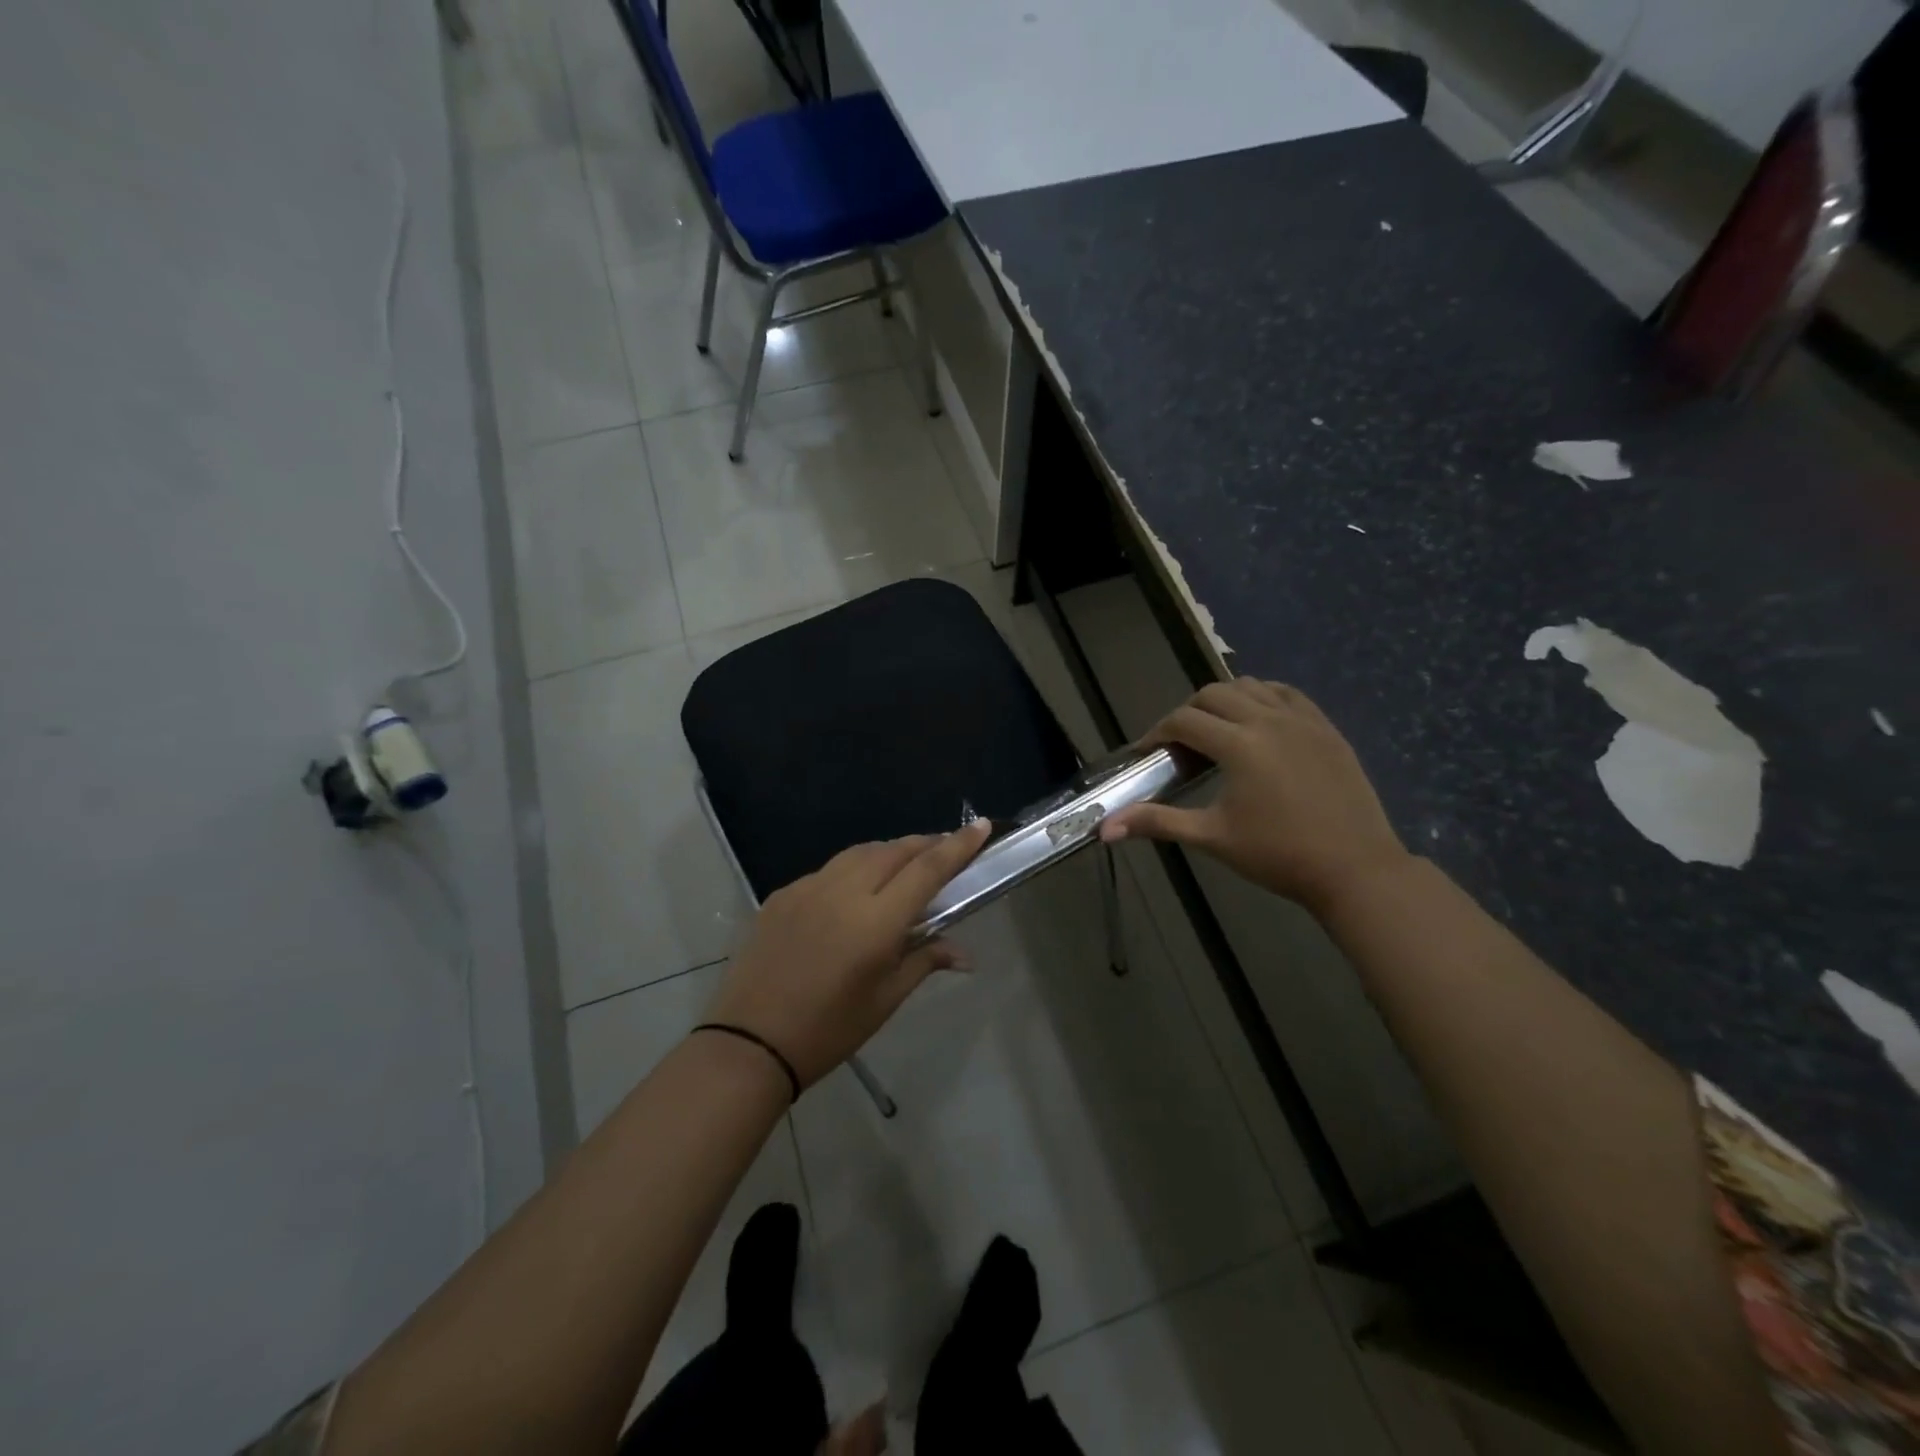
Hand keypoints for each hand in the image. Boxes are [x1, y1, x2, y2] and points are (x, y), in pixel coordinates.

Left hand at [705, 821, 992, 1090]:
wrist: (749, 1042)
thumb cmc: (828, 1030)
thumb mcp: (885, 1000)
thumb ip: (925, 961)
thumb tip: (965, 954)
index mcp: (876, 921)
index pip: (928, 869)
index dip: (958, 845)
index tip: (981, 825)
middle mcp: (844, 891)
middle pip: (894, 850)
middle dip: (925, 844)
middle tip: (945, 849)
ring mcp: (808, 888)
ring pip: (860, 853)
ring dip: (890, 852)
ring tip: (905, 864)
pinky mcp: (782, 894)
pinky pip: (828, 870)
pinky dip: (853, 870)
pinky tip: (855, 891)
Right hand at [1100, 680, 1409, 916]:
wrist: (1354, 869)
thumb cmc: (1278, 855)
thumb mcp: (1212, 837)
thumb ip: (1157, 823)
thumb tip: (1104, 829)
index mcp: (1239, 744)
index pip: (1183, 720)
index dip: (1157, 733)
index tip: (1147, 754)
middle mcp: (1268, 720)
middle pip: (1213, 694)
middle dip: (1187, 713)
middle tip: (1180, 745)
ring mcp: (1302, 720)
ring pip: (1251, 686)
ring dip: (1224, 700)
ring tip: (1217, 731)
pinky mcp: (1326, 728)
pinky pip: (1287, 694)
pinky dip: (1263, 697)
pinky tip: (1258, 721)